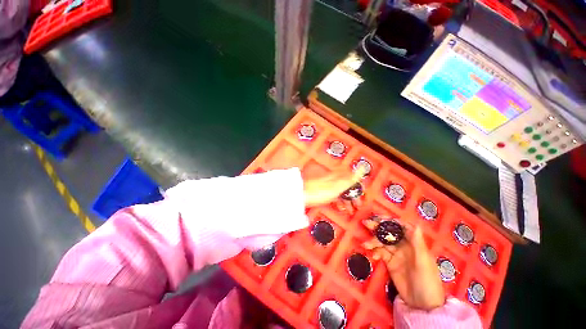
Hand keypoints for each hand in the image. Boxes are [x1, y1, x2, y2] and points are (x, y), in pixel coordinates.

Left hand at [303, 167, 365, 206]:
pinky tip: (339, 206)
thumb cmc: (318, 191)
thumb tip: (362, 168)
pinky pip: (334, 195)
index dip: (359, 188)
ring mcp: (328, 185)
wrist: (302, 195)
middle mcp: (333, 179)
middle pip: (347, 187)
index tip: (362, 196)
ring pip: (341, 191)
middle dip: (353, 196)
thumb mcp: (337, 186)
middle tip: (357, 205)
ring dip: (346, 200)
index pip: (353, 179)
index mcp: (338, 177)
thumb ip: (350, 179)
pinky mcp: (322, 191)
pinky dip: (338, 201)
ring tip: (349, 209)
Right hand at [362, 217, 445, 310]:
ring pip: (382, 242)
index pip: (402, 227)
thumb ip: (418, 243)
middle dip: (378, 227)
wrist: (422, 304)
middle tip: (366, 223)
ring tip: (365, 244)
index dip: (391, 221)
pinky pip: (380, 253)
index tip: (380, 218)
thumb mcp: (424, 262)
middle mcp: (404, 246)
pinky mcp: (389, 262)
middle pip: (389, 233)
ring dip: (373, 241)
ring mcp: (396, 254)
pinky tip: (373, 256)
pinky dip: (375, 252)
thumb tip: (415, 224)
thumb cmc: (427, 281)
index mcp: (414, 243)